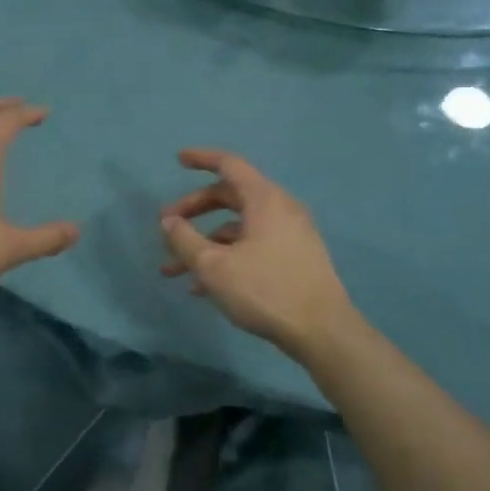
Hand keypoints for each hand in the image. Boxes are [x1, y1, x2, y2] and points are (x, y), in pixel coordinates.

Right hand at [160, 148, 357, 358]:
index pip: (229, 165)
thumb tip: (168, 221)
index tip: (178, 160)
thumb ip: (185, 240)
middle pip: (230, 197)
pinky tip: (202, 287)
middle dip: (194, 211)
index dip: (201, 159)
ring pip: (238, 228)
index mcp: (265, 199)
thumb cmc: (265, 290)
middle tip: (166, 226)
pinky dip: (226, 256)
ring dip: (205, 243)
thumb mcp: (214, 266)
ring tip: (173, 270)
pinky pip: (252, 246)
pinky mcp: (294, 259)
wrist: (322, 331)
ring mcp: (290, 235)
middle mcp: (280, 209)